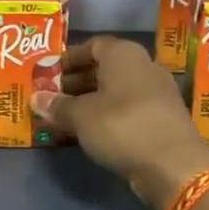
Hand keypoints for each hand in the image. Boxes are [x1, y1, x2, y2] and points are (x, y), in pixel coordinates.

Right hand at [31, 36, 208, 209]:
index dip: (69, 59)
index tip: (50, 74)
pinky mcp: (163, 117)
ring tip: (67, 118)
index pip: (92, 45)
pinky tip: (92, 133)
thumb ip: (57, 106)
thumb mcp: (81, 116)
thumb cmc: (121, 126)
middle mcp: (144, 66)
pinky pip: (129, 109)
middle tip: (54, 98)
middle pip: (105, 68)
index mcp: (123, 54)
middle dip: (77, 82)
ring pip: (117, 91)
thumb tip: (36, 98)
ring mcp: (157, 92)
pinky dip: (109, 116)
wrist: (172, 164)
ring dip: (92, 102)